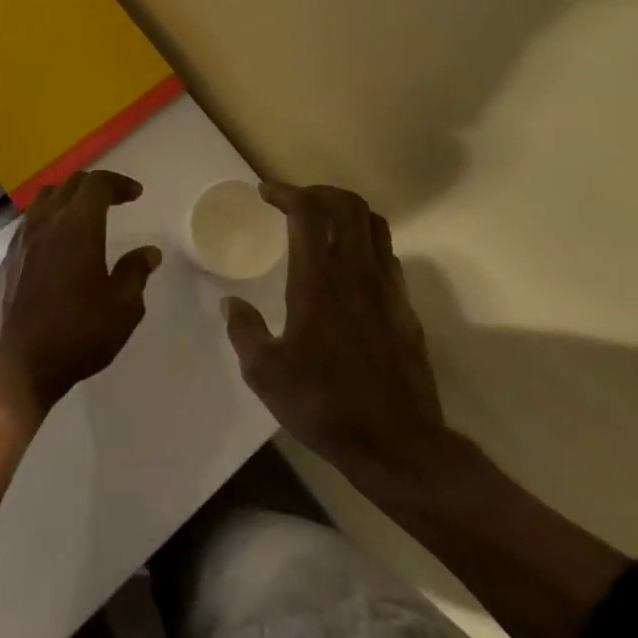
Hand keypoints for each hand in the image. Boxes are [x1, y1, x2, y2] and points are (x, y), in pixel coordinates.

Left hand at [0, 170, 161, 414]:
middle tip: (116, 199)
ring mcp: (23, 238)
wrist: (19, 364)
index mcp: (77, 226)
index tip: (135, 194)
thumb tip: (148, 252)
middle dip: (96, 185)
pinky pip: (31, 219)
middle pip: (70, 184)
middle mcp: (46, 222)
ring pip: (46, 197)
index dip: (118, 183)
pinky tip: (58, 238)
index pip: (97, 184)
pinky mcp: (9, 256)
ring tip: (85, 212)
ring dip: (69, 195)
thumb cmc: (77, 335)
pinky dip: (49, 215)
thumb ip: (135, 273)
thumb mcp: (122, 309)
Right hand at [222, 182, 465, 497]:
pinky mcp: (406, 309)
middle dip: (318, 192)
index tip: (265, 194)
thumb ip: (244, 331)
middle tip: (293, 203)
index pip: (308, 211)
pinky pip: (387, 256)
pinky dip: (365, 244)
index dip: (286, 192)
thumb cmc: (324, 404)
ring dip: (346, 213)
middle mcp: (357, 272)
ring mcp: (388, 288)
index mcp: (319, 280)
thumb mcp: (265, 373)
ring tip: (322, 226)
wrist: (398, 445)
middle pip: (348, 205)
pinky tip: (348, 268)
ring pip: (374, 225)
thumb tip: (231, 304)